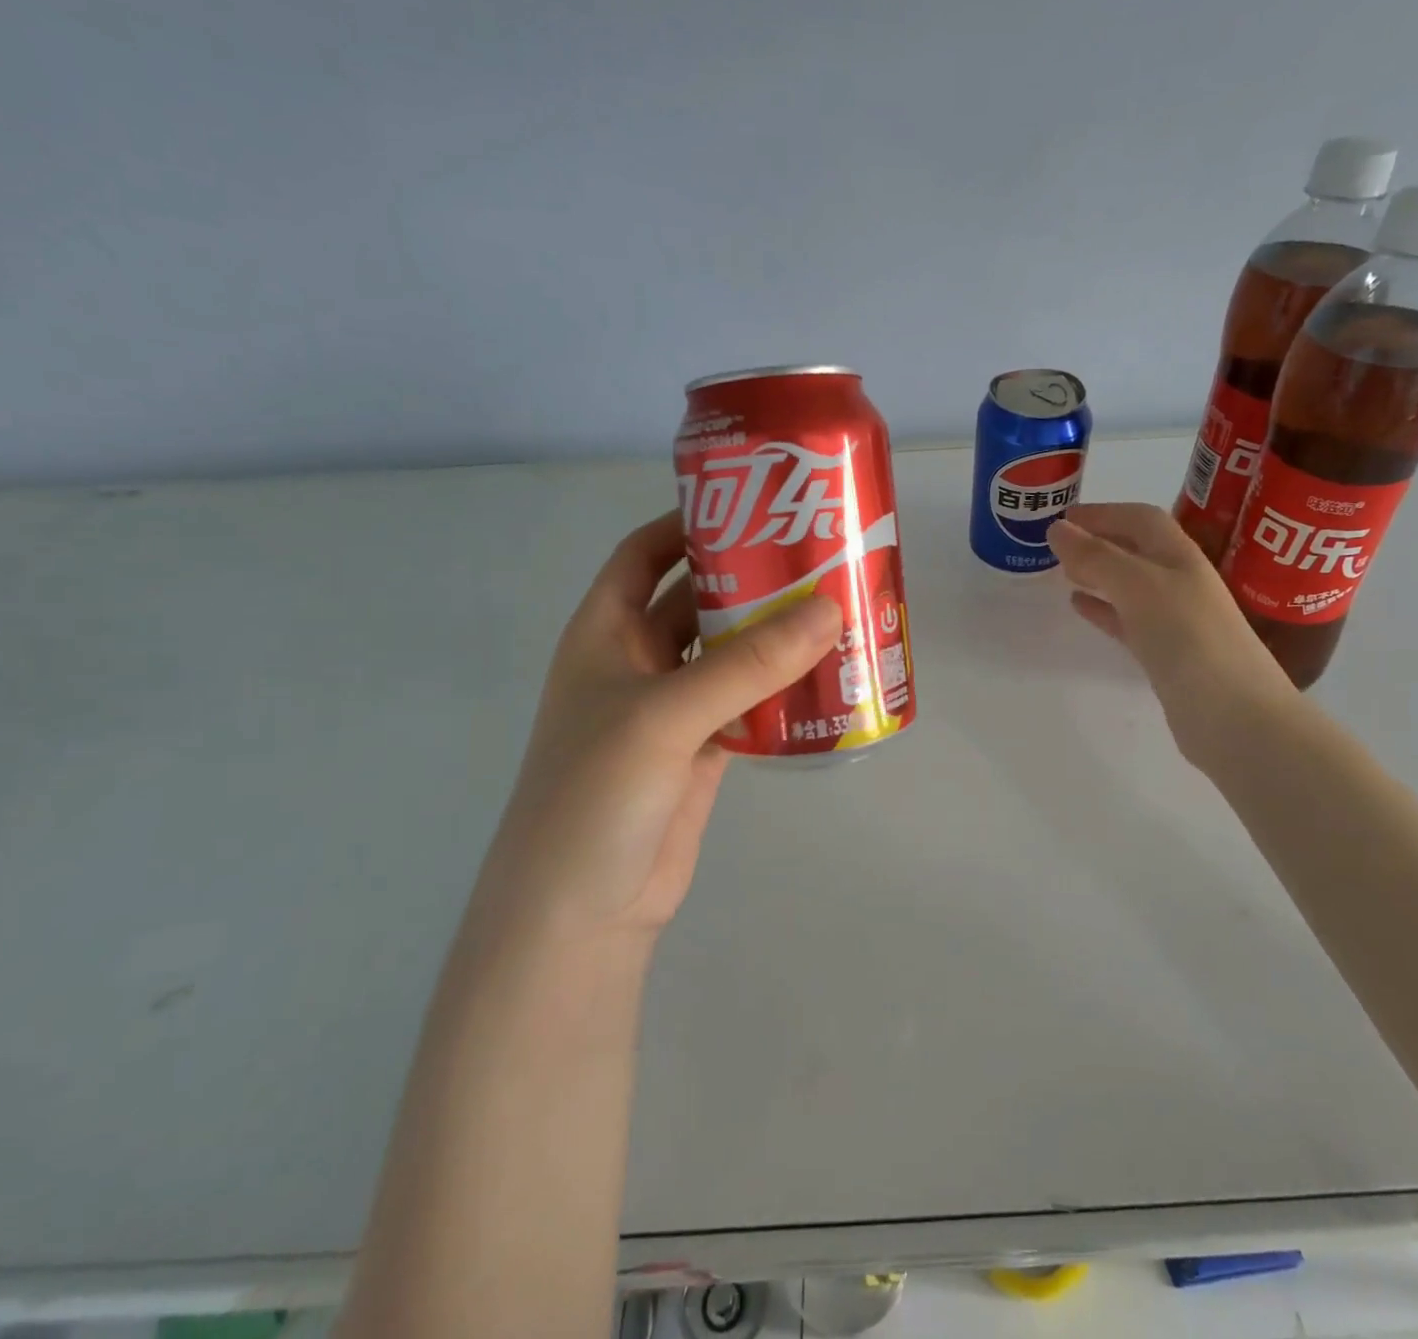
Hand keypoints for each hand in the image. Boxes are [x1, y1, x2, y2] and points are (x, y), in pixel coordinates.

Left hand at [481, 509, 842, 942]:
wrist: (582, 913)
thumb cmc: (595, 794)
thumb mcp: (664, 715)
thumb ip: (747, 664)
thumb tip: (830, 609)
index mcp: (605, 634)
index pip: (643, 556)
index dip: (687, 525)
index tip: (751, 505)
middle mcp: (637, 663)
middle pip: (697, 602)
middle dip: (749, 580)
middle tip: (816, 557)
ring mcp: (672, 710)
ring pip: (729, 656)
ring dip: (774, 638)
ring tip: (836, 611)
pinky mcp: (704, 752)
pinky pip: (749, 705)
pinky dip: (782, 690)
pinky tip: (828, 678)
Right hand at [1047, 502, 1296, 770]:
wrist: (1233, 715)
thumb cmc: (1189, 638)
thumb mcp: (1139, 587)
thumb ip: (1098, 557)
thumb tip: (1058, 528)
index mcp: (1180, 558)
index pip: (1141, 520)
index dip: (1104, 512)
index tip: (1064, 515)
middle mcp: (1180, 582)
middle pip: (1136, 550)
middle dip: (1100, 541)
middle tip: (1058, 542)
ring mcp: (1175, 620)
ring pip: (1129, 586)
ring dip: (1099, 574)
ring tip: (1063, 571)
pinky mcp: (1166, 655)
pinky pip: (1127, 621)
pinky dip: (1103, 609)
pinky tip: (1080, 607)